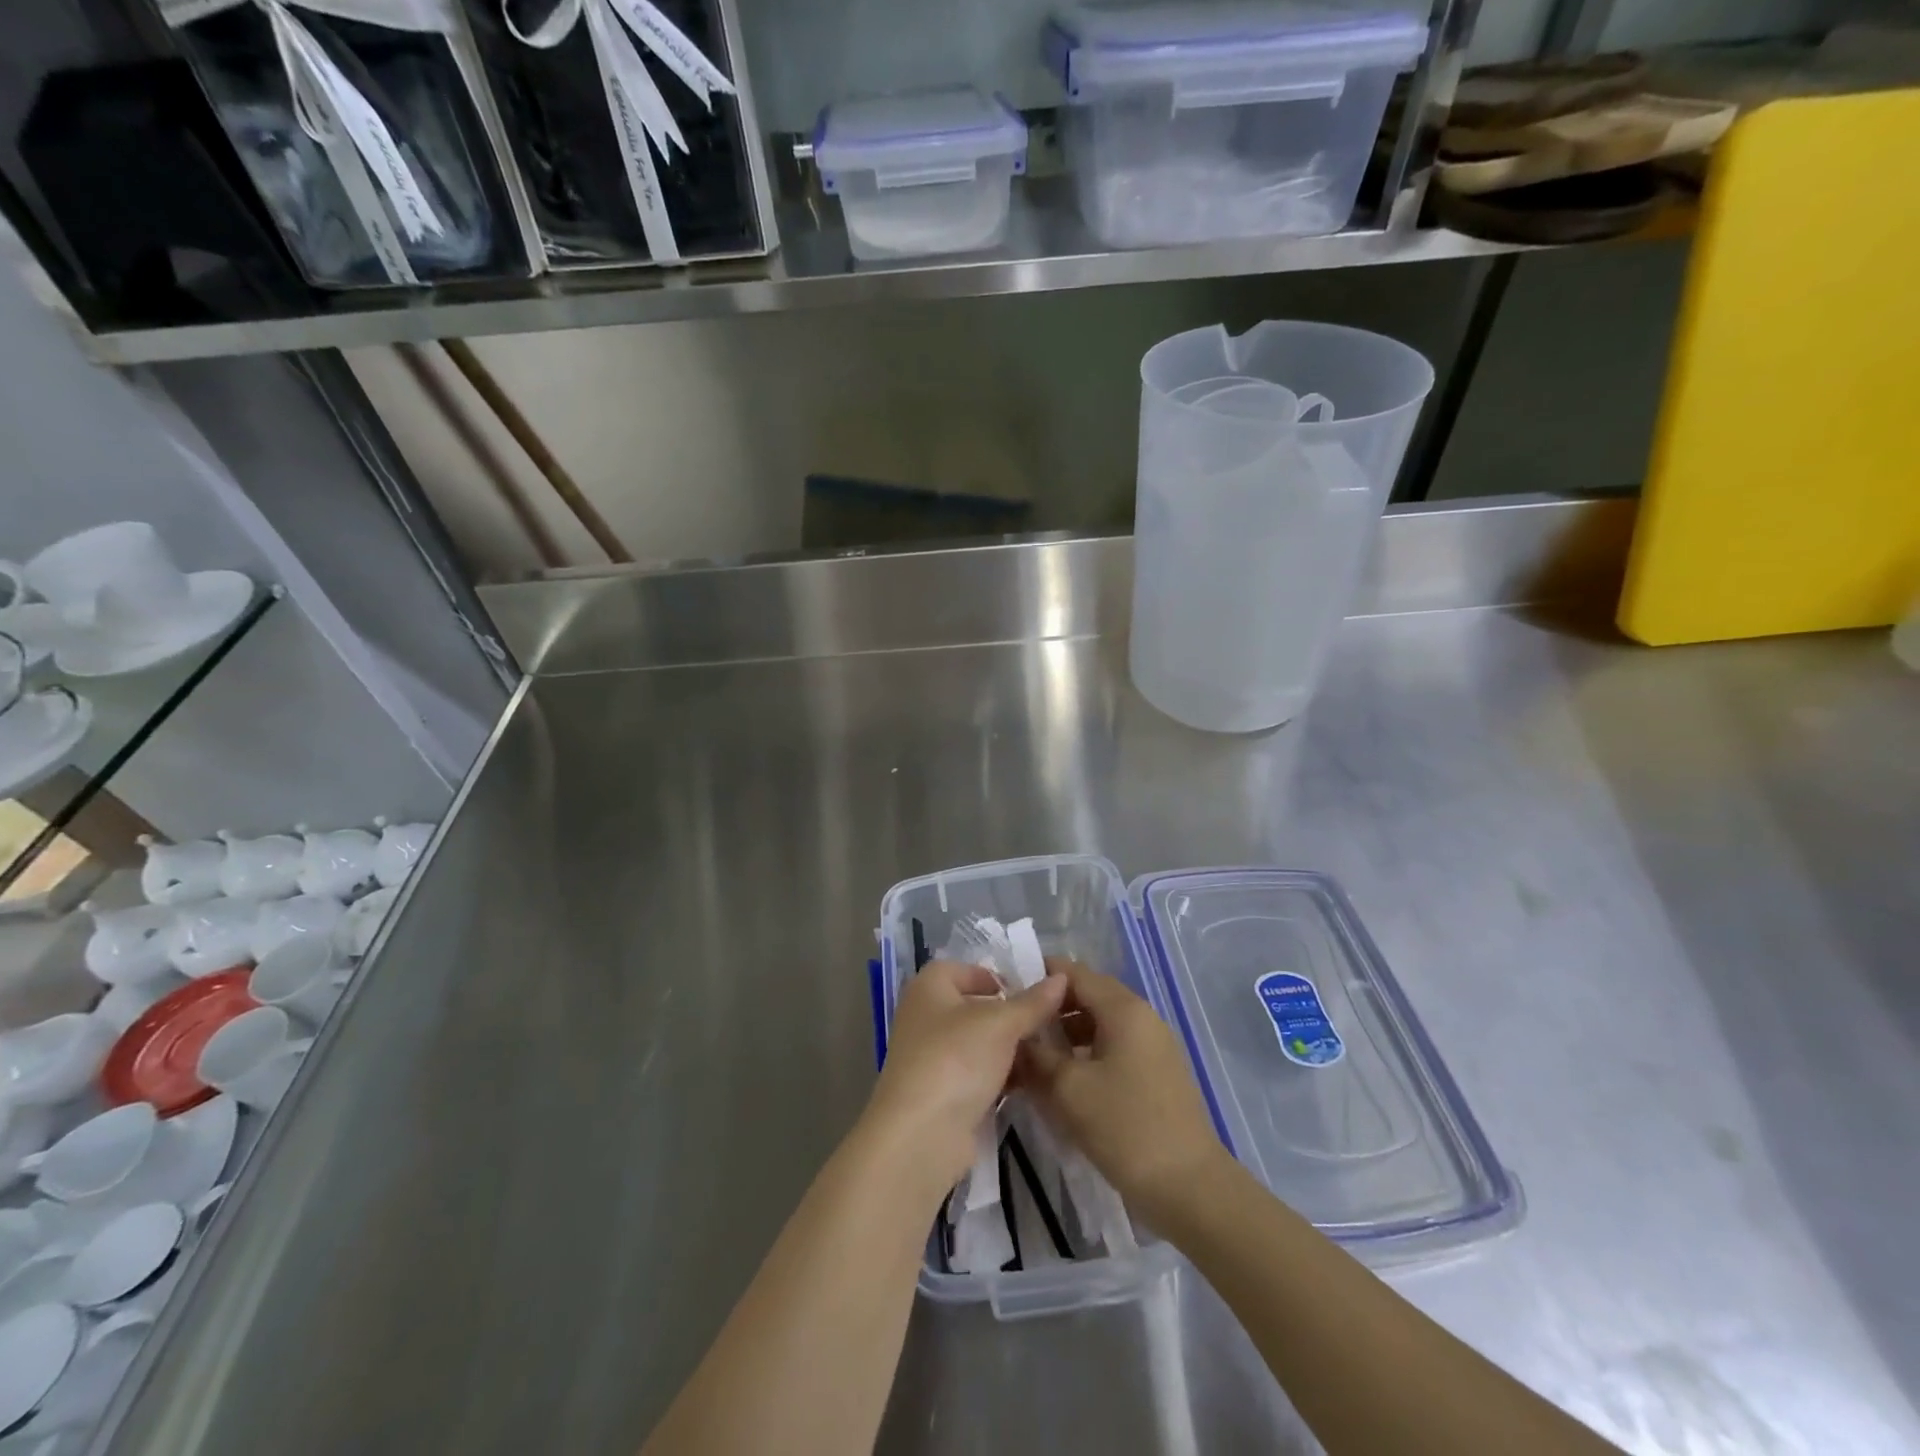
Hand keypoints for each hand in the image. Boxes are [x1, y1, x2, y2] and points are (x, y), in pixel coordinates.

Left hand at [864, 960, 1068, 1199]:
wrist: (921, 1135)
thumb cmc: (956, 1059)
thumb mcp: (1001, 1024)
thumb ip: (1032, 1002)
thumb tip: (1060, 978)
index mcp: (929, 987)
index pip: (964, 968)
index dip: (996, 975)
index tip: (1030, 992)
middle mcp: (925, 1016)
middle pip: (974, 1007)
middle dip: (1009, 1015)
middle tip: (1047, 1022)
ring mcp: (932, 1057)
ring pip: (978, 1043)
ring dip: (1009, 1047)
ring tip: (1048, 1052)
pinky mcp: (942, 1093)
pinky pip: (977, 1074)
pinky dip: (1000, 1075)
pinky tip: (1031, 1082)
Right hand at [1019, 958, 1229, 1226]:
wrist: (1190, 1187)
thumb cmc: (1126, 1128)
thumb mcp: (1068, 1090)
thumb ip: (1037, 1056)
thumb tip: (1016, 1038)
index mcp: (1124, 1009)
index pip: (1074, 973)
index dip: (1039, 977)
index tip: (1007, 993)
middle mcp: (1142, 1016)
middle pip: (1089, 995)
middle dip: (1051, 1008)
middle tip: (1016, 1027)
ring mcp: (1154, 1045)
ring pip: (1101, 1023)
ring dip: (1068, 1033)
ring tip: (1035, 1057)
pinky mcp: (1158, 1073)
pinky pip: (1115, 1047)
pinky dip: (1088, 1052)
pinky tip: (1066, 1080)